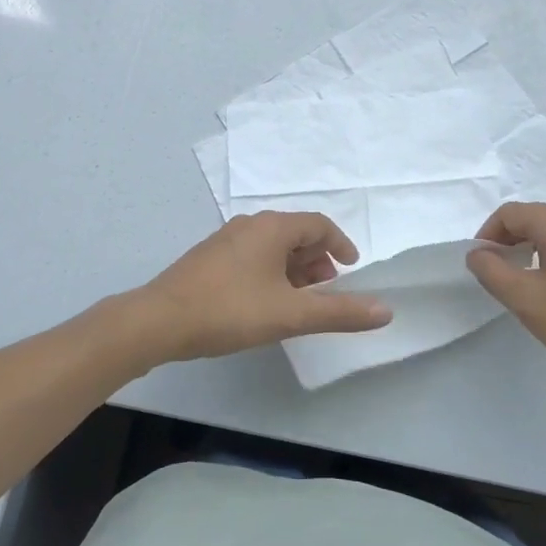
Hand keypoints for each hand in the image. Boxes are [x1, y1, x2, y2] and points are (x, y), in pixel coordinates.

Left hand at [139, 213, 392, 362]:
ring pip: (272, 246)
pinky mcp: (209, 258)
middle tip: (327, 290)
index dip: (341, 244)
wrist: (159, 321)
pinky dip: (271, 272)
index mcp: (273, 227)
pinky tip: (265, 302)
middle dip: (317, 259)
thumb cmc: (230, 310)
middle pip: (296, 233)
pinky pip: (252, 256)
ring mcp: (226, 239)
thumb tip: (387, 310)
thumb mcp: (291, 315)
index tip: (351, 270)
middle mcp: (250, 224)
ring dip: (294, 268)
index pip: (319, 224)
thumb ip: (340, 312)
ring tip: (299, 300)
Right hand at [466, 202, 545, 389]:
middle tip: (498, 274)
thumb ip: (493, 272)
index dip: (488, 233)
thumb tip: (477, 253)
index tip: (480, 263)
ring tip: (525, 286)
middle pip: (536, 218)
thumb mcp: (527, 300)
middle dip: (510, 240)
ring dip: (533, 251)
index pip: (512, 212)